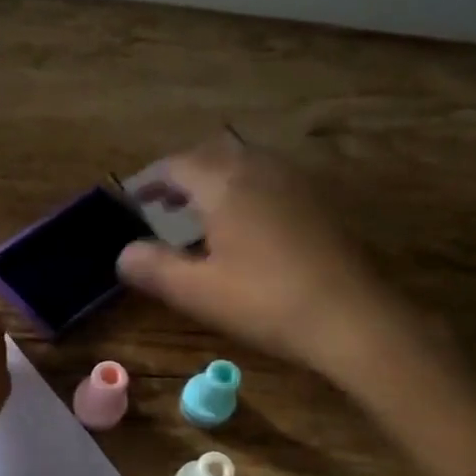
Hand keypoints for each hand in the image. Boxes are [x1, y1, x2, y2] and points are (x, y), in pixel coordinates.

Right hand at [117, 139, 419, 379]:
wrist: (352, 319)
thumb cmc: (265, 302)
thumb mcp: (197, 291)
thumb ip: (153, 268)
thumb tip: (123, 254)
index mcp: (225, 184)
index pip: (176, 166)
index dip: (149, 180)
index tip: (133, 199)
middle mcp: (260, 170)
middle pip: (211, 156)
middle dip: (182, 176)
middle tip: (162, 204)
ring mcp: (295, 183)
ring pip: (244, 164)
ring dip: (215, 180)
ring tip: (199, 213)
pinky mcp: (318, 202)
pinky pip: (270, 180)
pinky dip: (244, 190)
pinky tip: (245, 225)